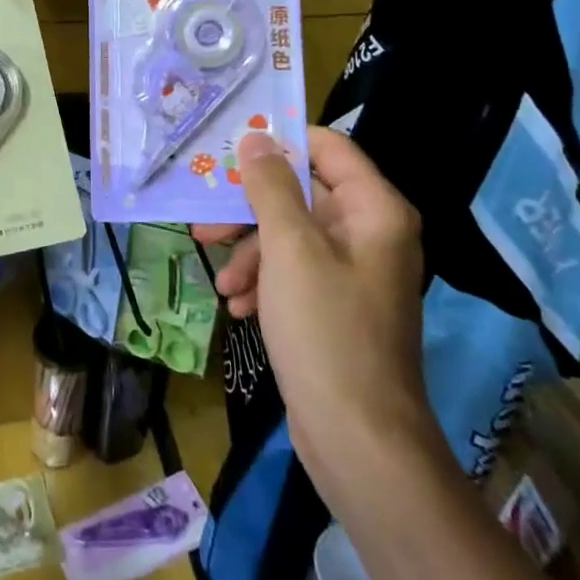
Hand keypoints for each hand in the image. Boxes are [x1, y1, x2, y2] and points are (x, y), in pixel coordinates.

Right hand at [194, 127, 429, 462]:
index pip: (327, 147)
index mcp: (374, 210)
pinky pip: (294, 273)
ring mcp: (353, 273)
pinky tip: (239, 307)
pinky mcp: (336, 307)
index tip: (230, 150)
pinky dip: (264, 282)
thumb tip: (255, 138)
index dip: (279, 142)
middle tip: (205, 222)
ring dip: (250, 253)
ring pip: (290, 236)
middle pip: (301, 194)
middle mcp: (369, 234)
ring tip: (222, 283)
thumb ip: (270, 188)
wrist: (359, 441)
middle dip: (249, 210)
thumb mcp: (289, 250)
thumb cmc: (326, 331)